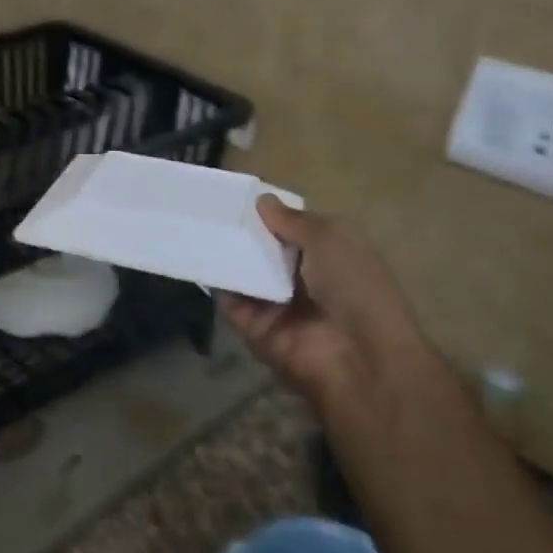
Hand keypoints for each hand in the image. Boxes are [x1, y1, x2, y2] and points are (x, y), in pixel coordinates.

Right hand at [220, 197, 465, 448]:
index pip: (293, 230)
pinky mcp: (254, 329)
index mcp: (330, 256)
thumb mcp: (331, 238)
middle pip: (264, 252)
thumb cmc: (354, 286)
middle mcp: (303, 280)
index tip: (237, 196)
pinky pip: (230, 303)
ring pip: (244, 275)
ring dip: (225, 256)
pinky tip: (197, 259)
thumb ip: (292, 220)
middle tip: (206, 209)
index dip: (269, 214)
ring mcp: (277, 306)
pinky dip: (217, 284)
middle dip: (241, 234)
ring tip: (194, 227)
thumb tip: (262, 200)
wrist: (358, 356)